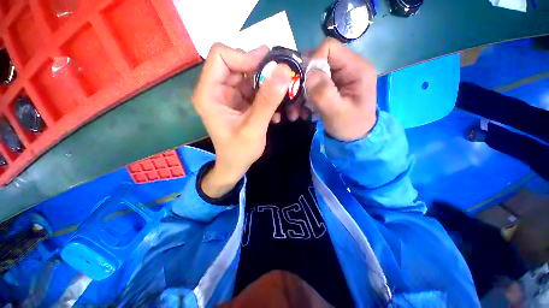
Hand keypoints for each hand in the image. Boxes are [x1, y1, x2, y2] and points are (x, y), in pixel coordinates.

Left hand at [192, 43, 291, 197]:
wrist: (236, 165)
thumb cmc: (239, 151)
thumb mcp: (254, 128)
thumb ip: (267, 101)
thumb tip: (283, 71)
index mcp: (209, 93)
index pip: (221, 56)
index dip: (244, 57)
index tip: (268, 68)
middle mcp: (215, 89)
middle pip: (237, 63)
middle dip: (260, 71)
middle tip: (281, 80)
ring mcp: (228, 95)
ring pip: (248, 75)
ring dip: (267, 85)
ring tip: (281, 99)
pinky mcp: (238, 101)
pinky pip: (253, 88)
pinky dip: (266, 95)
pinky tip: (275, 111)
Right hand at [305, 38, 376, 141]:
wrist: (354, 139)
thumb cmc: (350, 126)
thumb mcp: (337, 112)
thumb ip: (324, 92)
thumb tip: (308, 72)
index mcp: (355, 69)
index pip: (329, 48)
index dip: (312, 63)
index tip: (304, 85)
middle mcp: (346, 68)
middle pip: (316, 62)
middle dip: (302, 82)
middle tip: (295, 101)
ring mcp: (337, 79)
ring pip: (311, 76)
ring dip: (300, 94)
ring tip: (296, 112)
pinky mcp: (330, 88)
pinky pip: (311, 87)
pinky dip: (303, 100)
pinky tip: (302, 112)